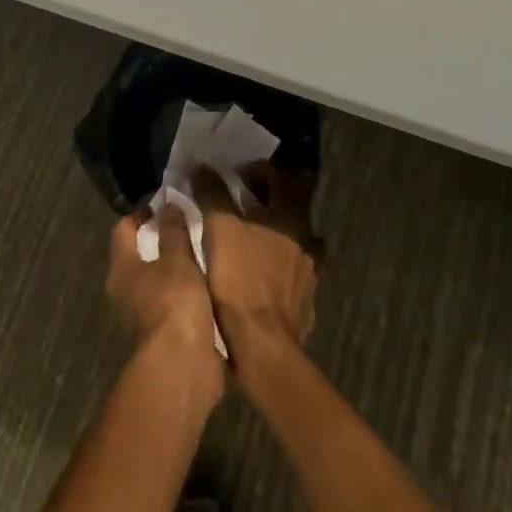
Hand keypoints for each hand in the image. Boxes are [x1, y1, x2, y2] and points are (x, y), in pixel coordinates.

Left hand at [106, 208, 222, 403]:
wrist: (182, 369)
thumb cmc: (173, 304)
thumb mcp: (177, 259)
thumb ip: (173, 231)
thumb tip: (168, 204)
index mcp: (122, 269)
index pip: (124, 229)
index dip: (143, 214)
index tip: (167, 206)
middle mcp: (127, 292)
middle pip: (141, 257)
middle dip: (164, 242)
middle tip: (192, 228)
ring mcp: (145, 317)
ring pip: (160, 283)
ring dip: (179, 271)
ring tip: (207, 255)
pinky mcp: (167, 338)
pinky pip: (177, 306)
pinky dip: (190, 296)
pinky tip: (212, 287)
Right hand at [194, 164, 319, 381]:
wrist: (263, 346)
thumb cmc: (239, 279)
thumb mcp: (219, 229)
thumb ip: (212, 193)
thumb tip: (201, 166)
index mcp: (291, 218)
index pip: (282, 179)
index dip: (259, 171)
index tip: (237, 175)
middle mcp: (307, 240)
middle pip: (291, 208)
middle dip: (267, 201)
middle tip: (240, 204)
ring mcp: (309, 273)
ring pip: (294, 241)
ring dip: (274, 235)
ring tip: (248, 242)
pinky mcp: (305, 301)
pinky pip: (292, 272)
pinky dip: (277, 267)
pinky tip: (258, 276)